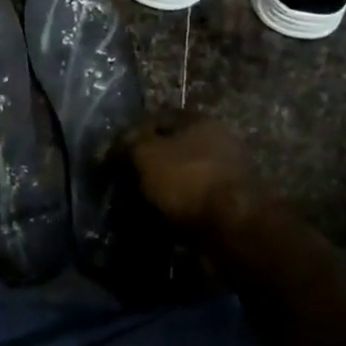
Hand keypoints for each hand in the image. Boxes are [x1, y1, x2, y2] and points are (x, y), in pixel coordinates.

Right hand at [124, 113, 263, 238]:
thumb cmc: (188, 180)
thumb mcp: (146, 155)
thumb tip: (110, 149)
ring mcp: (228, 172)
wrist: (235, 226)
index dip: (131, 135)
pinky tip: (163, 220)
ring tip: (140, 206)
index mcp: (198, 120)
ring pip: (184, 175)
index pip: (156, 118)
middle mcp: (217, 139)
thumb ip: (127, 145)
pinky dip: (180, 208)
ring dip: (164, 188)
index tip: (112, 157)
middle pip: (172, 147)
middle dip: (148, 163)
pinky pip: (196, 200)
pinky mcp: (232, 202)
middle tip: (125, 182)